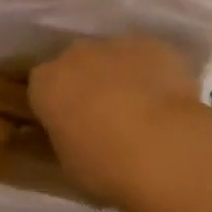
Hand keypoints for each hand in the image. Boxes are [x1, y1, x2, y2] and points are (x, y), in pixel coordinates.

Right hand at [29, 36, 209, 210]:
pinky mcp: (152, 45)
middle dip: (87, 85)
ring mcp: (114, 45)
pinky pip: (148, 59)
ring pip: (112, 58)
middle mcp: (74, 54)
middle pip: (76, 65)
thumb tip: (78, 134)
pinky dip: (154, 75)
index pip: (42, 89)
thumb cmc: (107, 166)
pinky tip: (169, 106)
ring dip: (121, 77)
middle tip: (107, 120)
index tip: (71, 128)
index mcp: (45, 83)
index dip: (57, 107)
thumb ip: (67, 138)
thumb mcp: (70, 164)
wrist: (165, 148)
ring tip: (144, 115)